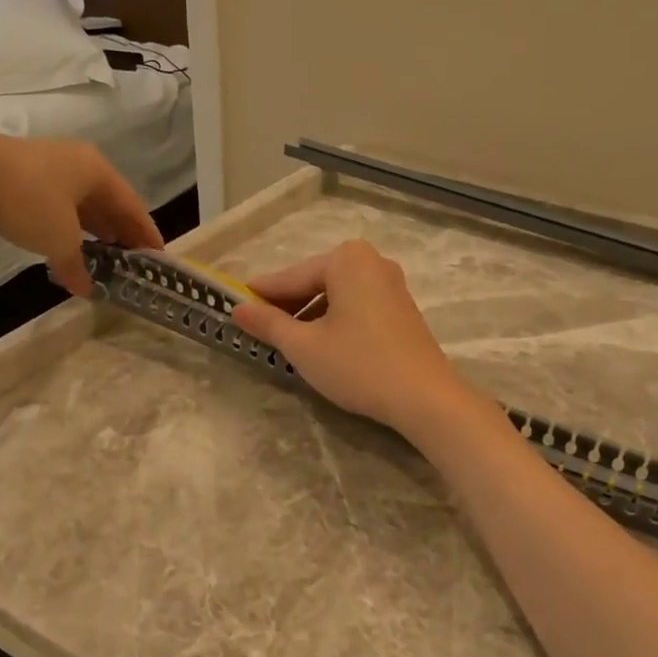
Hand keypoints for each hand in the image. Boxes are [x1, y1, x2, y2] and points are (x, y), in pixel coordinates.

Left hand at [0, 124, 162, 294]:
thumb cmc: (27, 200)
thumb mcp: (59, 240)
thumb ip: (77, 266)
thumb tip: (87, 289)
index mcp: (99, 172)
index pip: (134, 207)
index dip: (147, 235)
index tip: (158, 258)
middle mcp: (81, 163)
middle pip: (111, 203)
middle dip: (122, 233)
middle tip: (132, 261)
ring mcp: (51, 166)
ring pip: (84, 203)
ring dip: (95, 230)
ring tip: (105, 256)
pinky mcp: (25, 173)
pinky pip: (61, 203)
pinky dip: (71, 225)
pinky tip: (68, 243)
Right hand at [232, 240, 476, 433]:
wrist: (423, 397)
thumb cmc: (358, 365)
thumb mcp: (304, 346)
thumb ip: (268, 323)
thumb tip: (238, 309)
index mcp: (346, 259)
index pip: (290, 277)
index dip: (260, 295)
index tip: (234, 306)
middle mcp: (372, 261)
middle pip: (315, 282)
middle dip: (287, 306)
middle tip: (258, 329)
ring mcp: (391, 284)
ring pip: (336, 295)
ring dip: (310, 315)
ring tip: (287, 342)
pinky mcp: (402, 308)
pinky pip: (356, 305)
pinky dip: (335, 320)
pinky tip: (322, 344)